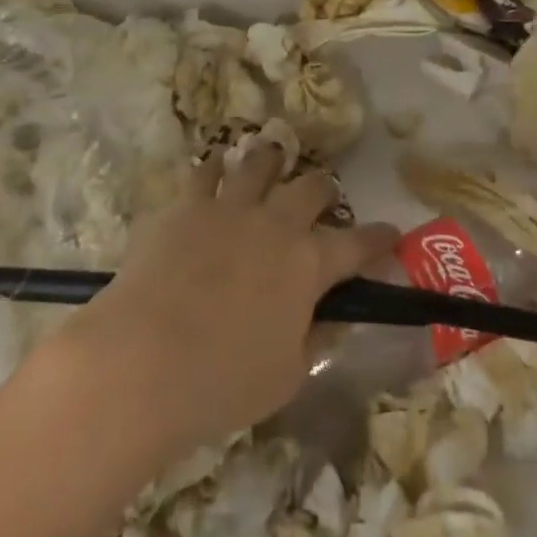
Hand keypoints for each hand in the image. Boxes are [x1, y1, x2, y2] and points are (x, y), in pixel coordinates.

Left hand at [57, 146, 399, 456]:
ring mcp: (229, 206)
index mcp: (308, 264)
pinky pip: (205, 172)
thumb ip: (314, 339)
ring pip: (259, 164)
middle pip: (310, 188)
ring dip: (271, 159)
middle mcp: (275, 223)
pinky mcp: (187, 204)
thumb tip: (332, 319)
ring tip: (273, 156)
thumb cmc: (223, 381)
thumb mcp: (286, 375)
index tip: (390, 233)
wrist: (146, 357)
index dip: (378, 238)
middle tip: (323, 195)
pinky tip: (214, 169)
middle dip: (323, 189)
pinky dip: (214, 168)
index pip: (357, 244)